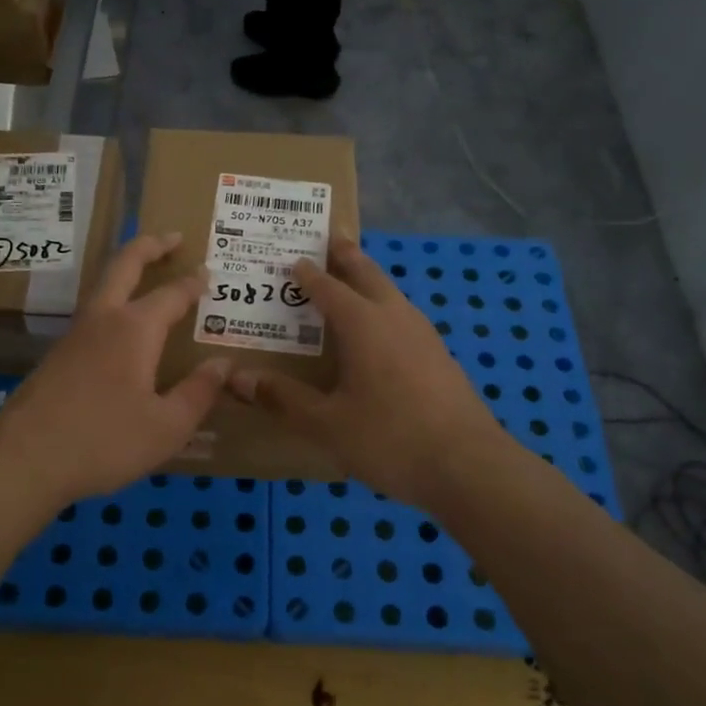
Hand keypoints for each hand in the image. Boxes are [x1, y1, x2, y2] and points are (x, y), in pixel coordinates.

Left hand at [0, 232, 229, 512]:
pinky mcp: (58, 354)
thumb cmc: (103, 441)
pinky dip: (113, 298)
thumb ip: (198, 393)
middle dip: (149, 246)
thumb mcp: (166, 427)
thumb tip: (223, 364)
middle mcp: (103, 319)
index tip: (208, 273)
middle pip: (124, 265)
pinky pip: (92, 311)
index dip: (193, 283)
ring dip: (127, 268)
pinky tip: (120, 324)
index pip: (172, 294)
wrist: (24, 459)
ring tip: (147, 271)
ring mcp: (75, 334)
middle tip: (172, 237)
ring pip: (103, 285)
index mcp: (135, 329)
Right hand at [228, 236, 505, 506]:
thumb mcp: (327, 424)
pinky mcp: (440, 358)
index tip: (293, 258)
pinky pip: (404, 319)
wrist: (469, 467)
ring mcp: (424, 337)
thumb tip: (237, 377)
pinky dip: (385, 311)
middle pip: (369, 275)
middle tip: (332, 238)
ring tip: (353, 282)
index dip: (308, 274)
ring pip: (391, 295)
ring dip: (370, 281)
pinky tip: (381, 336)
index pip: (328, 288)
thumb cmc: (390, 438)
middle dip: (348, 256)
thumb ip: (283, 398)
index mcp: (363, 324)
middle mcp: (395, 318)